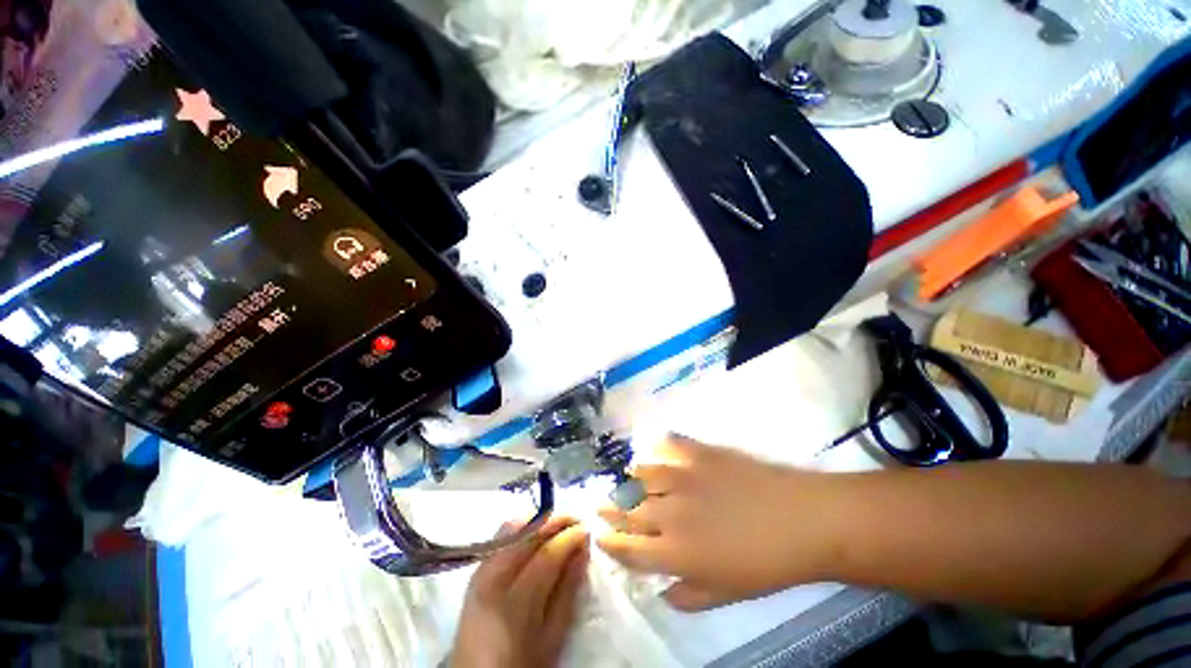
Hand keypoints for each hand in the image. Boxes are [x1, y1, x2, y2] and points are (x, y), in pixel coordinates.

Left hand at [451, 517, 588, 667]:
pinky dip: (522, 528)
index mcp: (514, 603)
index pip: (547, 554)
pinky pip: (501, 536)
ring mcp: (481, 571)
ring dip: (539, 522)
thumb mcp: (551, 639)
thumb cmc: (520, 666)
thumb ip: (567, 592)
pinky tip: (536, 536)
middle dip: (556, 522)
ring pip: (512, 527)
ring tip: (559, 528)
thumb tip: (583, 550)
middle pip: (528, 533)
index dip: (570, 537)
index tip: (587, 530)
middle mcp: (493, 579)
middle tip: (576, 523)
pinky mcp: (476, 570)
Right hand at [597, 435, 835, 610]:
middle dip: (609, 509)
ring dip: (629, 479)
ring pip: (640, 474)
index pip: (627, 547)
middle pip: (627, 509)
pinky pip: (667, 444)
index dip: (609, 541)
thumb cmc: (765, 564)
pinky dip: (657, 447)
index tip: (600, 534)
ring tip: (627, 480)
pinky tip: (657, 451)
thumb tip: (662, 590)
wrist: (801, 520)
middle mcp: (669, 512)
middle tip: (601, 503)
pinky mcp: (697, 453)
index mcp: (674, 552)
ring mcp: (681, 477)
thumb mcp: (725, 593)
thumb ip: (687, 595)